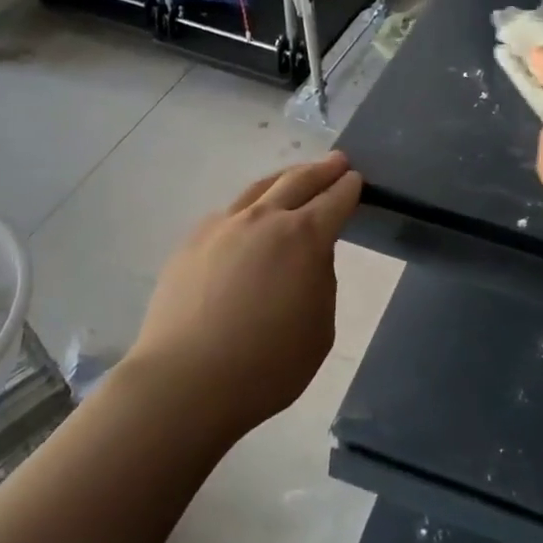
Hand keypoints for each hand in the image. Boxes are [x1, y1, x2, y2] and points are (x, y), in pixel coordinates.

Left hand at [125, 152, 362, 435]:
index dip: (349, 188)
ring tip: (294, 177)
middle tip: (337, 161)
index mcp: (304, 237)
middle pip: (298, 181)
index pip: (335, 200)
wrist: (185, 382)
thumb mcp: (320, 329)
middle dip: (322, 170)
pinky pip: (229, 213)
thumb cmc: (267, 365)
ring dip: (284, 178)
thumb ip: (320, 281)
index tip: (356, 179)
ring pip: (260, 188)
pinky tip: (249, 219)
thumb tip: (307, 259)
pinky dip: (249, 207)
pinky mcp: (192, 241)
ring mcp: (224, 226)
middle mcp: (264, 219)